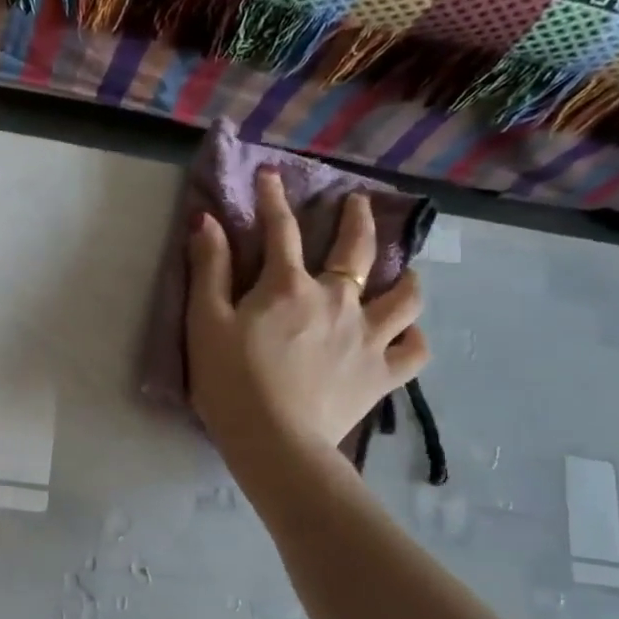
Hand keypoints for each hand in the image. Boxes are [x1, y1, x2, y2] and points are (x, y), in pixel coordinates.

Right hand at [187, 169, 429, 480]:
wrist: (274, 442)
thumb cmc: (230, 383)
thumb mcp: (204, 323)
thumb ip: (208, 269)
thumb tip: (207, 219)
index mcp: (289, 287)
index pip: (281, 230)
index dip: (273, 199)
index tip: (272, 176)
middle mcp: (337, 301)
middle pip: (357, 249)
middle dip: (358, 219)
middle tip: (358, 203)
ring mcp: (367, 337)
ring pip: (404, 296)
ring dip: (404, 277)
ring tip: (402, 272)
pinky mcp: (383, 375)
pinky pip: (414, 350)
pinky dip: (413, 338)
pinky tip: (406, 335)